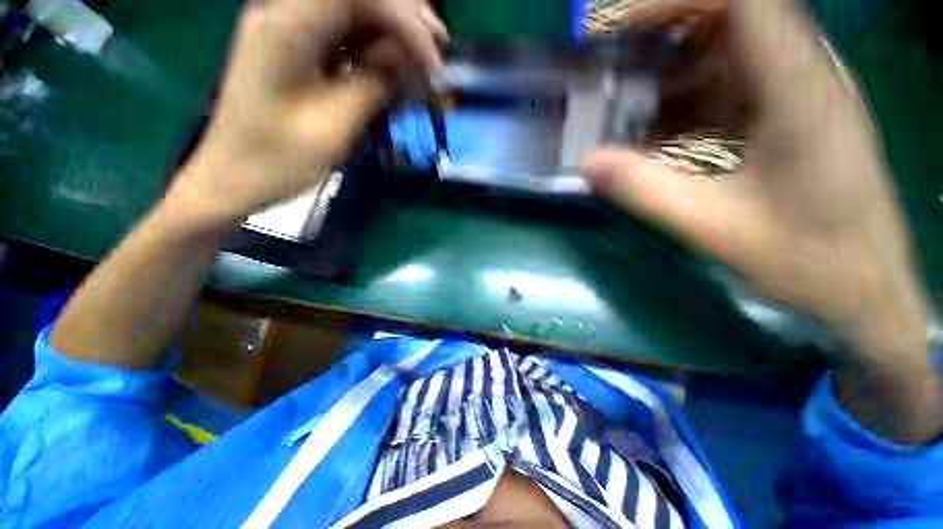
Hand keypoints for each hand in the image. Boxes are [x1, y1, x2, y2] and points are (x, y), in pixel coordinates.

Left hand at [171, 0, 446, 223]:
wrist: (234, 177)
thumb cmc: (278, 161)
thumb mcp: (336, 126)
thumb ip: (375, 85)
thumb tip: (415, 60)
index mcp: (285, 27)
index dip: (403, 16)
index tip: (432, 59)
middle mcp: (284, 13)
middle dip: (404, 22)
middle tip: (436, 59)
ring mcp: (289, 29)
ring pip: (355, 15)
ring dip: (393, 39)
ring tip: (423, 72)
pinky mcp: (296, 49)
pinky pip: (345, 37)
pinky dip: (375, 55)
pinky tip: (393, 77)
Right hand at [583, 0, 928, 352]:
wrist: (863, 285)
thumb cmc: (808, 260)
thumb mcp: (714, 227)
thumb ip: (645, 190)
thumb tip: (587, 162)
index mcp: (799, 88)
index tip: (617, 27)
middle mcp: (802, 73)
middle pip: (729, 13)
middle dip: (662, 28)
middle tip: (609, 61)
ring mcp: (796, 91)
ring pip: (726, 48)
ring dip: (669, 66)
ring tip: (622, 99)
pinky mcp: (788, 113)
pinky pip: (729, 84)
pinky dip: (685, 97)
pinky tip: (656, 130)